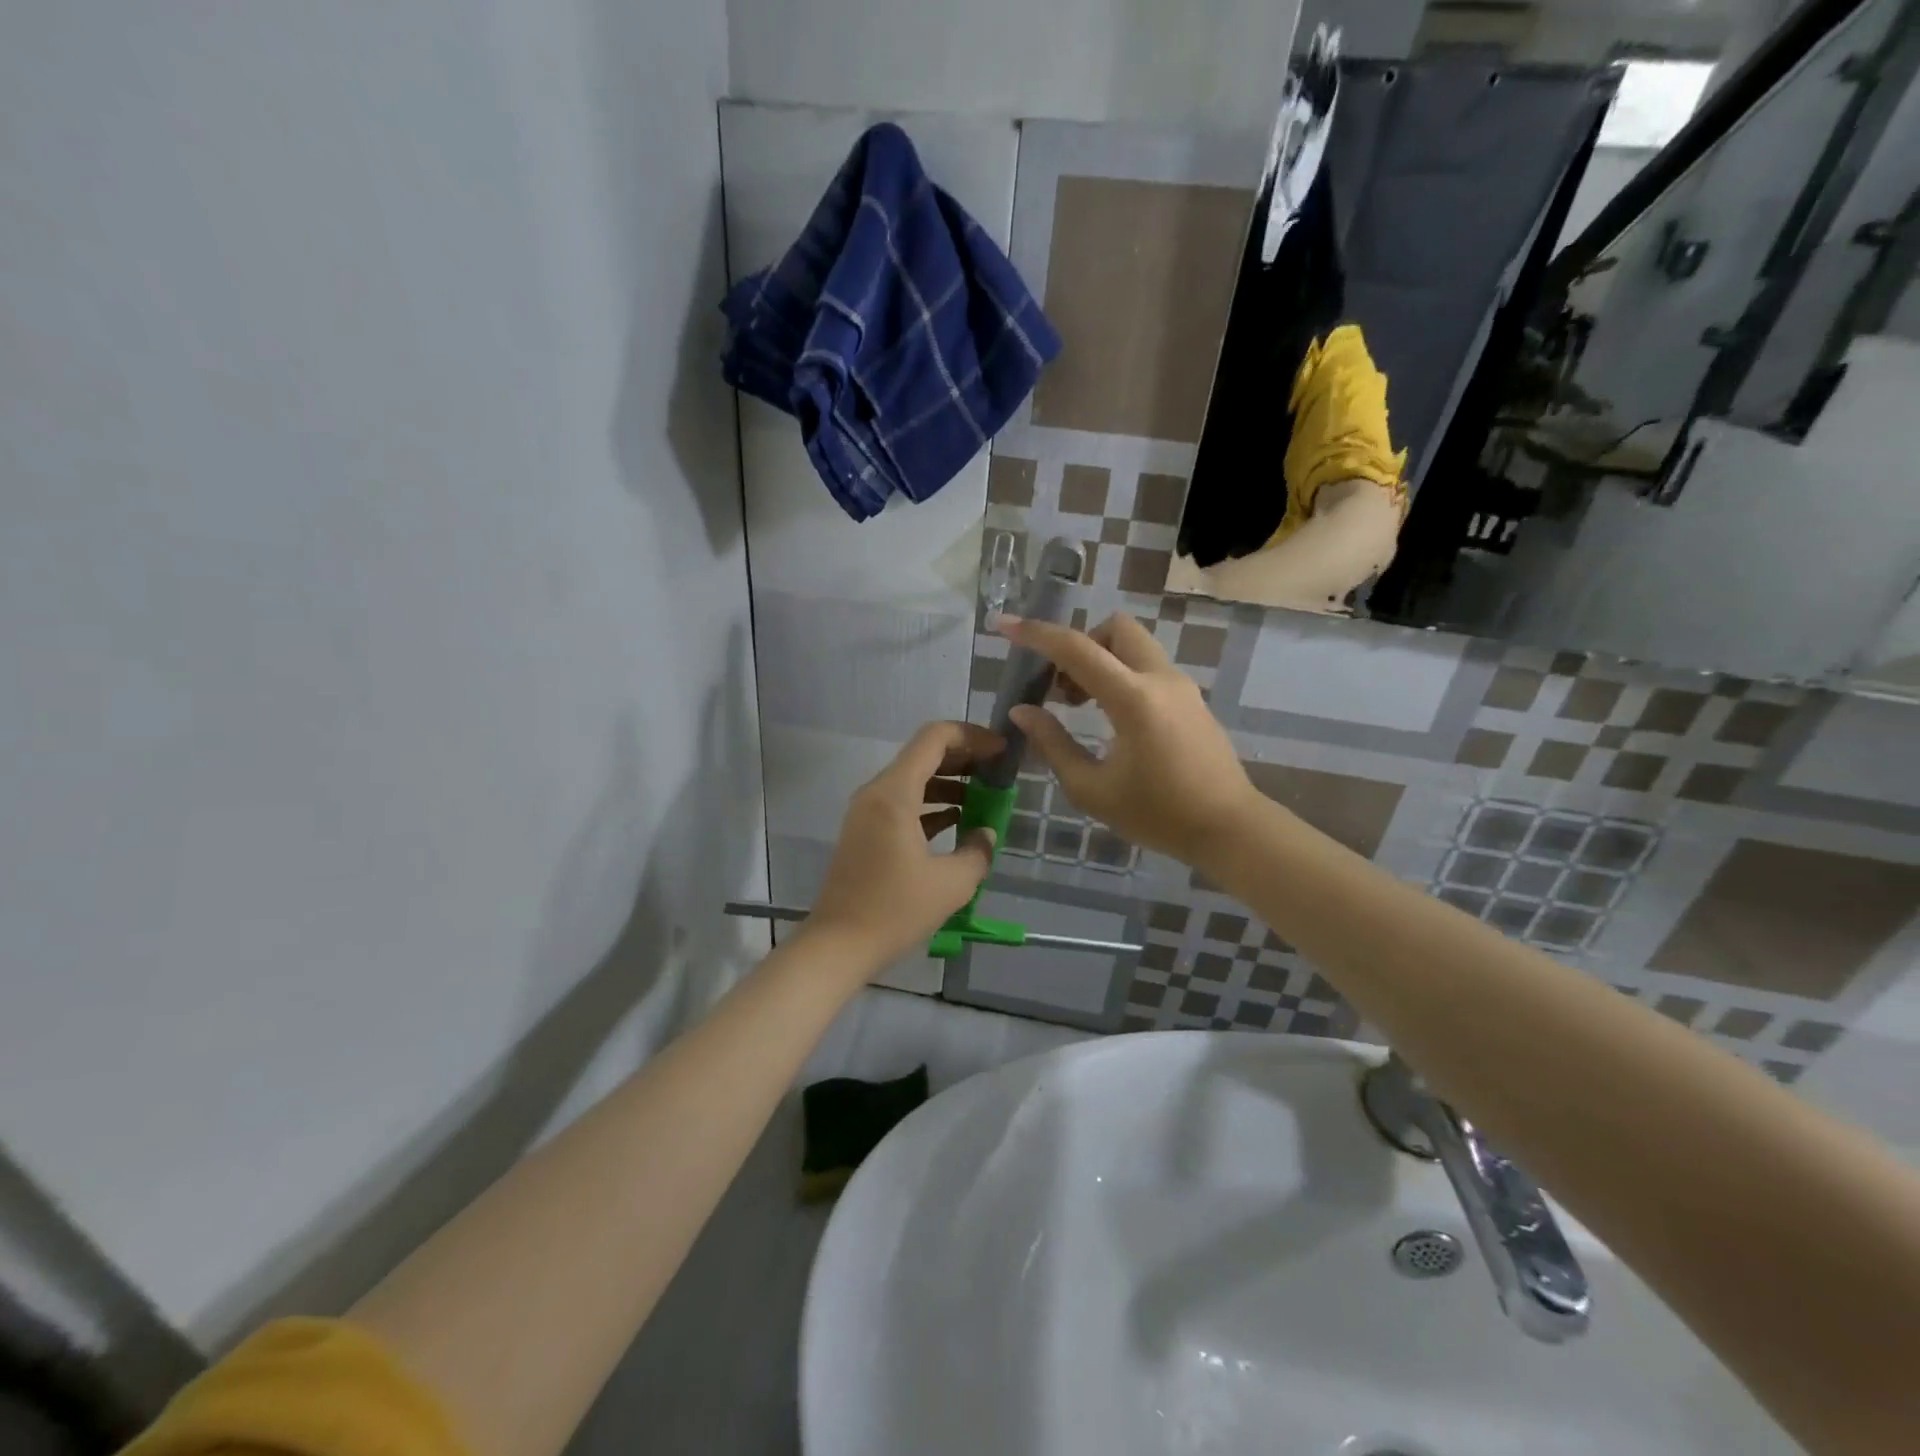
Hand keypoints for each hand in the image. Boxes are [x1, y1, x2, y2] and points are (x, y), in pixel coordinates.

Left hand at [807, 721, 1003, 968]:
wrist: (838, 946)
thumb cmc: (895, 910)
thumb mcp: (951, 884)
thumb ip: (978, 851)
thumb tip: (986, 833)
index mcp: (895, 793)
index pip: (935, 737)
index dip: (973, 735)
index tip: (1002, 751)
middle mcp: (877, 792)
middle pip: (924, 755)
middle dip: (965, 758)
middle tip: (998, 773)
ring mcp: (867, 812)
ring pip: (914, 779)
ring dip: (950, 783)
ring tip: (985, 798)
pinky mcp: (866, 832)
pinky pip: (903, 803)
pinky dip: (932, 805)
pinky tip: (958, 822)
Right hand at [1001, 614, 1260, 868]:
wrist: (1229, 828)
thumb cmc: (1157, 815)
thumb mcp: (1092, 789)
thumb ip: (1053, 744)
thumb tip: (1022, 711)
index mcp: (1133, 699)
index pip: (1077, 649)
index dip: (1036, 634)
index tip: (1005, 625)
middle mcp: (1160, 679)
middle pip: (1114, 628)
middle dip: (1080, 643)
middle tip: (1061, 687)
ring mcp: (1181, 686)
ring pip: (1133, 646)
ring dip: (1100, 660)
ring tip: (1080, 706)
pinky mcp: (1191, 699)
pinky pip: (1147, 667)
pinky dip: (1120, 675)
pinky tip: (1110, 719)